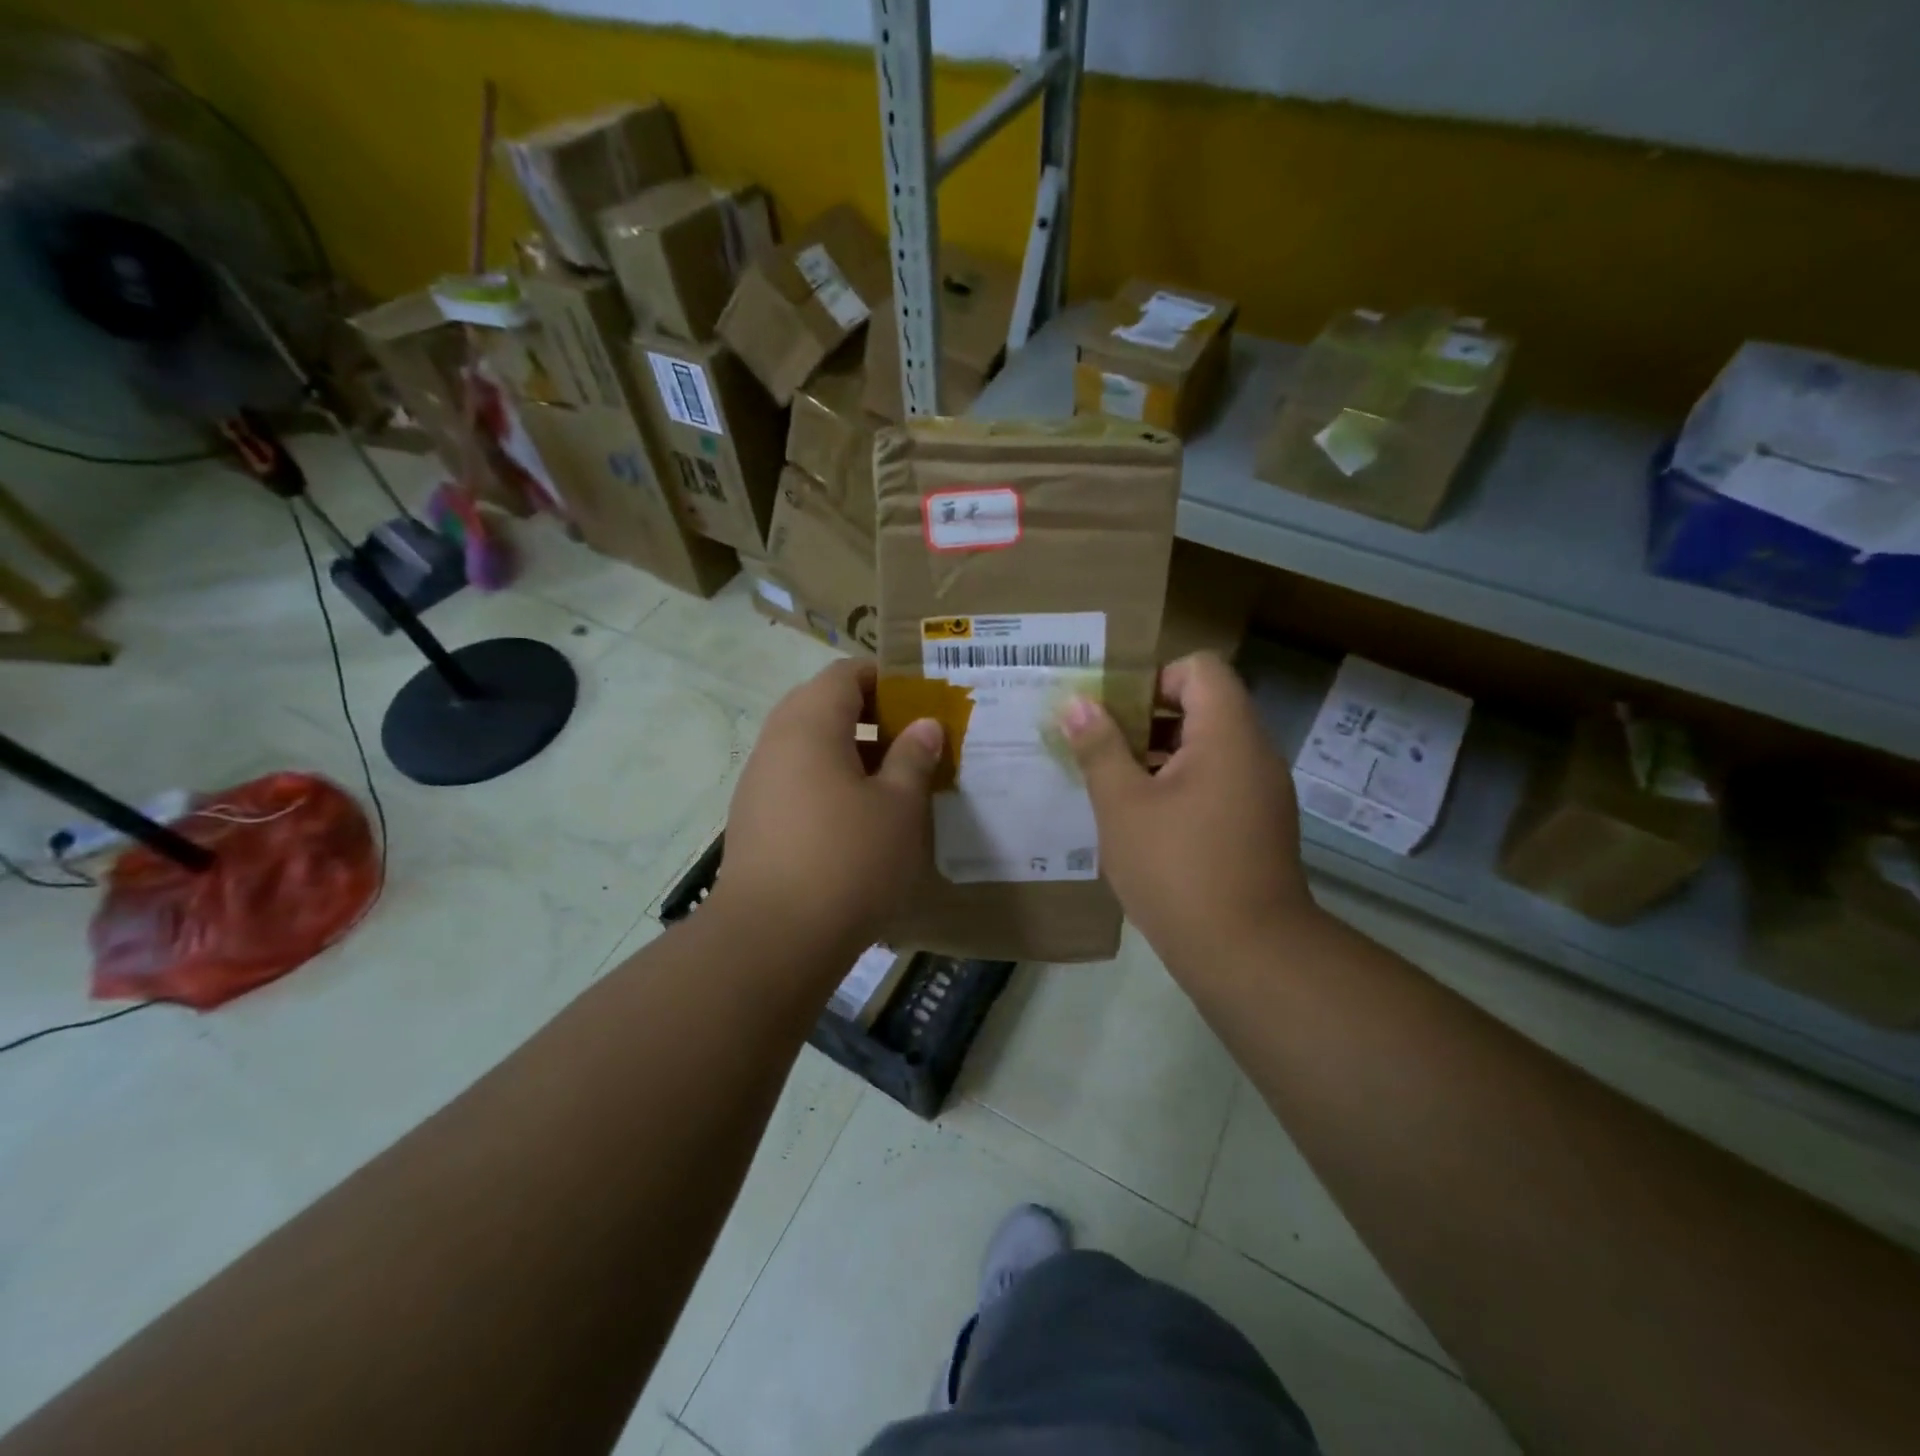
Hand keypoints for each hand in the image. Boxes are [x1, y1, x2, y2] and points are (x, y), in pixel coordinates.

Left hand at [716, 659, 943, 950]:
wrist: (772, 939)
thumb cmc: (847, 860)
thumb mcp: (899, 807)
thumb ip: (913, 757)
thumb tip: (924, 725)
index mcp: (809, 724)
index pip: (844, 674)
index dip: (885, 678)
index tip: (921, 699)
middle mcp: (776, 743)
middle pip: (822, 706)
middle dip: (870, 717)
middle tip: (913, 740)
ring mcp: (759, 783)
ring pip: (809, 747)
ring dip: (851, 753)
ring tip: (894, 783)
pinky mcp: (755, 821)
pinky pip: (797, 782)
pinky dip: (829, 784)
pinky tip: (858, 821)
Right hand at [1059, 653, 1314, 971]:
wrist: (1248, 955)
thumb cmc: (1177, 869)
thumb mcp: (1122, 805)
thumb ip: (1099, 747)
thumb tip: (1076, 703)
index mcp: (1228, 734)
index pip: (1200, 668)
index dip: (1153, 678)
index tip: (1113, 711)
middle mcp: (1255, 753)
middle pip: (1203, 706)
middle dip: (1147, 719)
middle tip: (1100, 746)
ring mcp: (1262, 792)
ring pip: (1208, 748)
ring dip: (1160, 755)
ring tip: (1113, 783)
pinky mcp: (1259, 826)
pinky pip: (1218, 782)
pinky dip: (1181, 786)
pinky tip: (1143, 821)